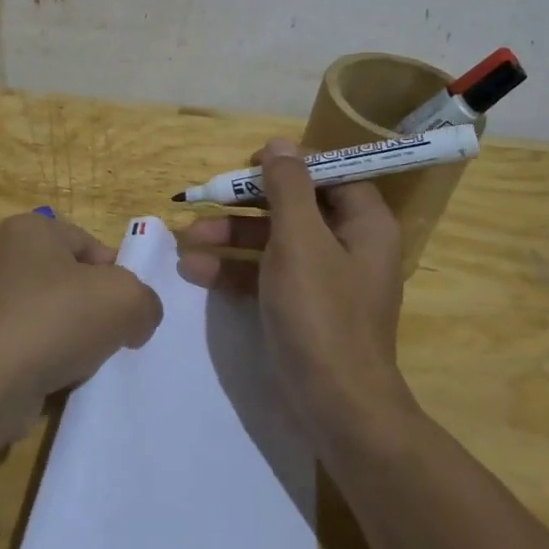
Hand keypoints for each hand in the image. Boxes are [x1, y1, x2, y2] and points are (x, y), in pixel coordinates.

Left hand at [0, 212, 162, 438]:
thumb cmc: (55, 320)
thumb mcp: (125, 298)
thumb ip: (145, 300)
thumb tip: (137, 318)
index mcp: (30, 229)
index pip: (91, 246)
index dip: (117, 277)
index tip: (128, 310)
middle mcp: (3, 257)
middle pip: (72, 282)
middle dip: (96, 311)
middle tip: (114, 338)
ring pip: (53, 317)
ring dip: (74, 340)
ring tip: (86, 363)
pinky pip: (31, 347)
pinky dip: (49, 362)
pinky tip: (61, 380)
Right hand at [176, 136, 416, 429]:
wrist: (335, 405)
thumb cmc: (320, 312)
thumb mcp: (300, 240)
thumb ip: (288, 187)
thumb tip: (280, 144)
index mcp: (363, 224)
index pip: (329, 174)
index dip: (289, 165)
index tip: (248, 165)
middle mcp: (348, 246)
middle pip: (293, 207)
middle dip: (244, 206)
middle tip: (206, 200)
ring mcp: (324, 280)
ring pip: (273, 242)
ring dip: (229, 238)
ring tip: (185, 239)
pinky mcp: (301, 308)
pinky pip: (266, 275)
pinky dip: (234, 271)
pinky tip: (194, 270)